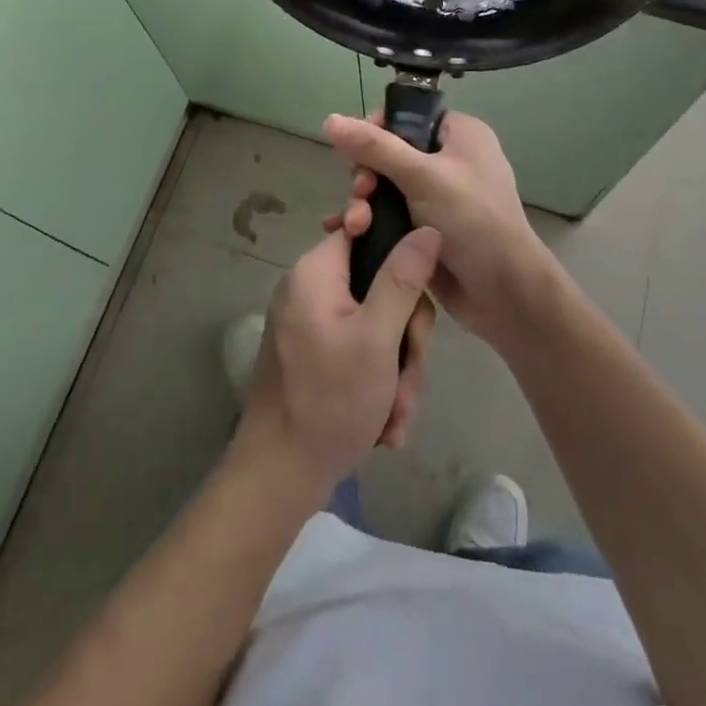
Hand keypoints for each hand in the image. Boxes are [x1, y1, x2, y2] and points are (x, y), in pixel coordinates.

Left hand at [237, 224, 440, 496]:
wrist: (278, 478)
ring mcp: (311, 324)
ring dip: (396, 370)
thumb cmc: (329, 401)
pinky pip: (359, 350)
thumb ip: (402, 279)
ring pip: (376, 325)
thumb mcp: (377, 338)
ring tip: (397, 414)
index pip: (364, 230)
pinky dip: (377, 382)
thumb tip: (426, 227)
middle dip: (404, 337)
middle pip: (378, 285)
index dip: (399, 253)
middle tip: (408, 377)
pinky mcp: (315, 354)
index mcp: (315, 272)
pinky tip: (385, 423)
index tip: (418, 293)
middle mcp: (309, 289)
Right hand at [324, 110, 552, 347]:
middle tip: (360, 195)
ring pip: (385, 187)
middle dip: (366, 175)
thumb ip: (374, 147)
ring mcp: (438, 196)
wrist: (504, 293)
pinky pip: (389, 214)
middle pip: (389, 153)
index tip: (355, 153)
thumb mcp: (422, 176)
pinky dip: (369, 221)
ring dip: (363, 203)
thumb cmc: (472, 221)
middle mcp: (450, 159)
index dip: (375, 130)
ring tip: (353, 225)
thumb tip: (330, 119)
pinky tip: (344, 234)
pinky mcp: (427, 228)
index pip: (407, 116)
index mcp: (459, 134)